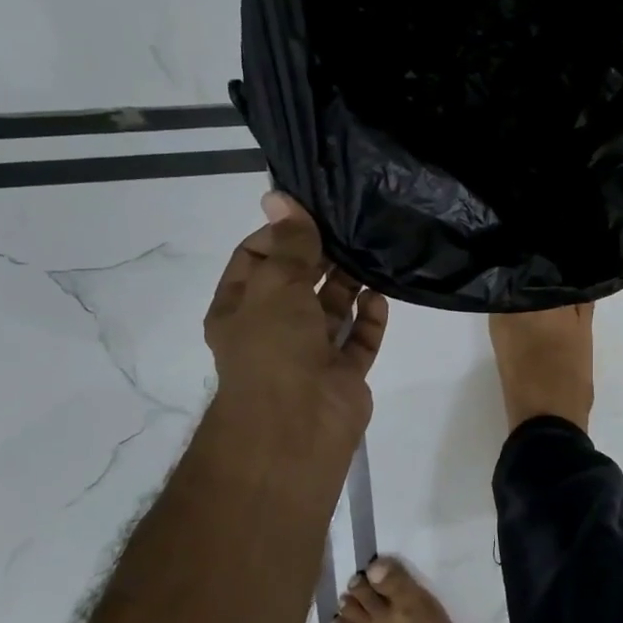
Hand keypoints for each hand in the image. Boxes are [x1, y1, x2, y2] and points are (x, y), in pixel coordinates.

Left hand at [203, 190, 389, 454]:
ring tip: (373, 254)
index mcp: (240, 309)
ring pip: (332, 309)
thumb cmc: (274, 348)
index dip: (279, 235)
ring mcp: (310, 352)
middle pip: (298, 282)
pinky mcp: (344, 372)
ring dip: (350, 284)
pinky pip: (359, 338)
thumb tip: (280, 197)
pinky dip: (370, 318)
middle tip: (353, 227)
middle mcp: (273, 328)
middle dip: (321, 257)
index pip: (255, 259)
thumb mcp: (276, 286)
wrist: (297, 424)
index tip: (311, 216)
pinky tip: (381, 296)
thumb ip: (289, 244)